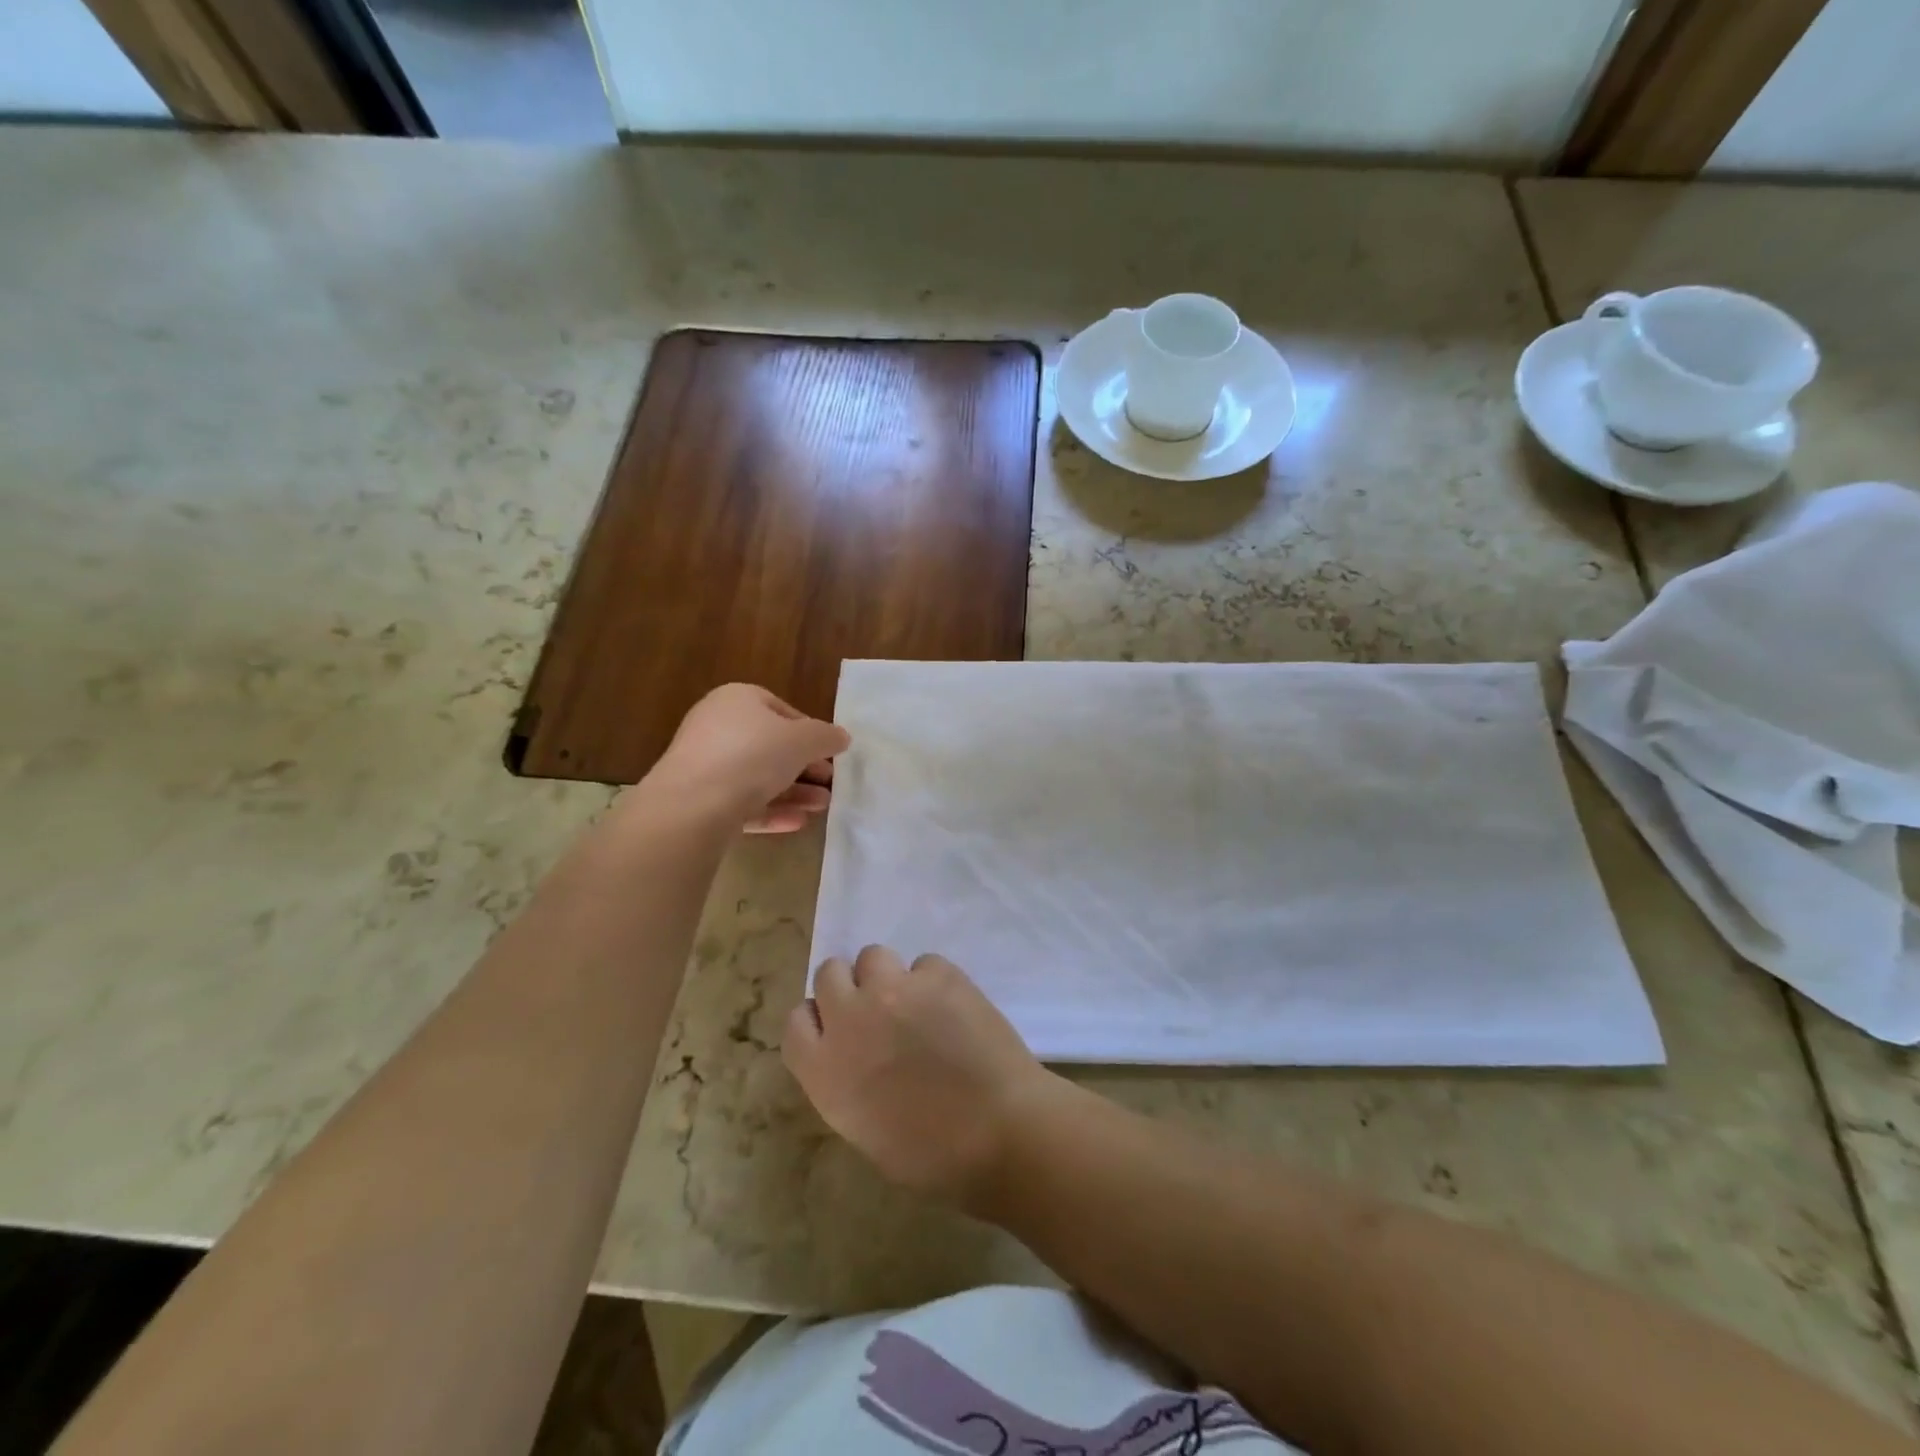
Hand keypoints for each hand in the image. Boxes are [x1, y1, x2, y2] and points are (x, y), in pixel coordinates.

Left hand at [650, 684, 850, 833]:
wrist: (693, 803)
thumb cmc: (753, 754)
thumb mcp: (802, 740)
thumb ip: (826, 736)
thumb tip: (841, 737)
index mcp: (737, 699)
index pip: (781, 710)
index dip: (809, 731)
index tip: (829, 753)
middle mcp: (716, 726)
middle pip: (770, 746)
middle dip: (804, 766)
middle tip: (830, 783)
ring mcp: (705, 765)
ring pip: (757, 777)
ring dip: (793, 791)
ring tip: (822, 806)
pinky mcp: (699, 800)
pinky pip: (742, 802)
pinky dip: (770, 810)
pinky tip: (797, 823)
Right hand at [784, 946, 1058, 1209]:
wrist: (1002, 1131)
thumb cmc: (933, 1155)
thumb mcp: (865, 1130)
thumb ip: (844, 1081)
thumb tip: (854, 1054)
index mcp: (824, 1069)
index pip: (796, 1021)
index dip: (818, 1021)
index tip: (838, 1030)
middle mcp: (851, 1018)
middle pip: (828, 973)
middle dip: (849, 988)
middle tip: (877, 1012)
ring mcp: (895, 989)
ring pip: (873, 956)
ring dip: (888, 976)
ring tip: (916, 1004)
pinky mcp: (938, 974)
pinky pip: (924, 963)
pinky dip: (934, 981)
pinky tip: (954, 1009)